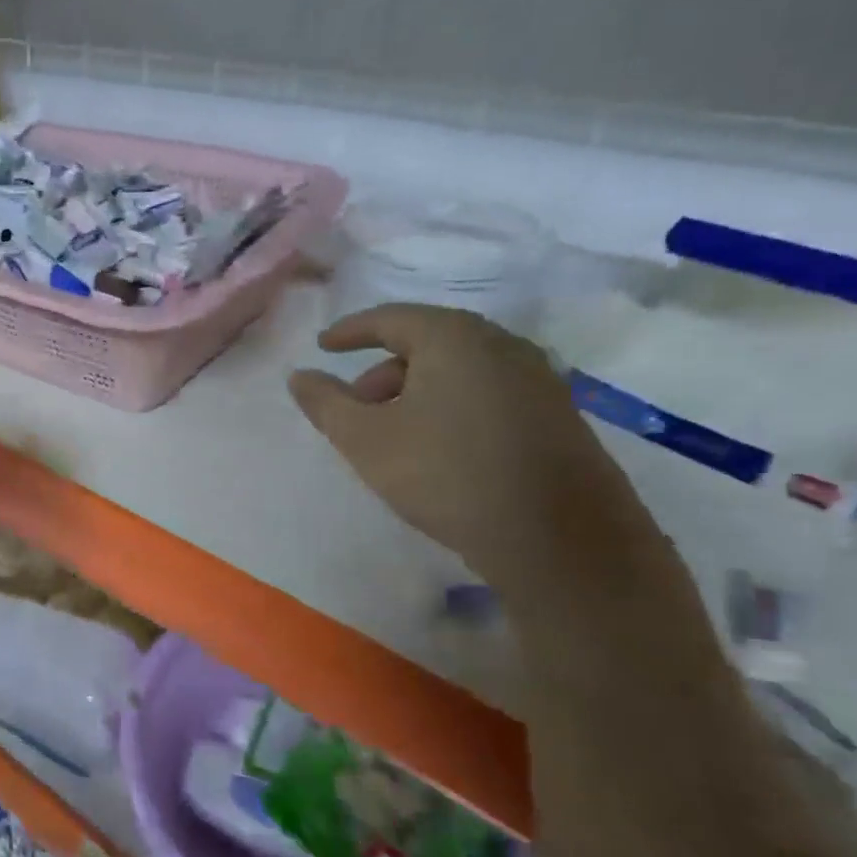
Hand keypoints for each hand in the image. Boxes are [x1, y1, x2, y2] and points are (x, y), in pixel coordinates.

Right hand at [288, 304, 656, 591]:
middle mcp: (502, 345)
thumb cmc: (445, 474)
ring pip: (460, 368)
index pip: (391, 318)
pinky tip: (440, 446)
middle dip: (384, 368)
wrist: (558, 538)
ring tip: (394, 432)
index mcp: (454, 338)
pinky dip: (452, 404)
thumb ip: (325, 403)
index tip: (323, 346)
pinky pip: (488, 391)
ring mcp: (538, 379)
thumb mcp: (365, 439)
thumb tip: (298, 375)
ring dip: (418, 388)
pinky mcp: (557, 414)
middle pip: (428, 341)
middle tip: (356, 404)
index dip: (350, 330)